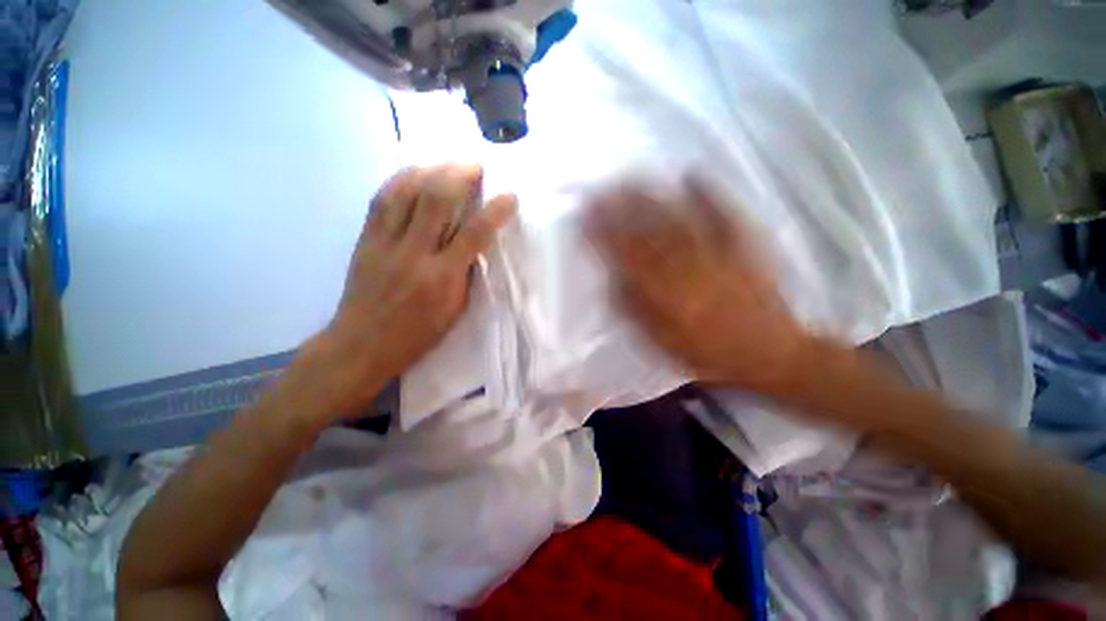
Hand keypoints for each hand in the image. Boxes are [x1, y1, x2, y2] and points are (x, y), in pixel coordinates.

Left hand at [301, 164, 516, 417]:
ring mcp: (385, 244)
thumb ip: (465, 275)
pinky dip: (399, 179)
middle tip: (475, 162)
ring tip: (446, 161)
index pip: (473, 236)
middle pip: (436, 202)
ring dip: (430, 170)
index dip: (494, 212)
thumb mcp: (454, 311)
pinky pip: (381, 200)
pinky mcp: (365, 240)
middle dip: (459, 175)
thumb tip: (474, 244)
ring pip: (406, 193)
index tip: (510, 196)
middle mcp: (414, 255)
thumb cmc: (417, 334)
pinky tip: (413, 171)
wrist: (361, 344)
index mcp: (441, 279)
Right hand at [585, 178, 813, 395]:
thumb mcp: (659, 341)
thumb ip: (633, 308)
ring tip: (629, 177)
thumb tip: (613, 276)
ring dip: (650, 194)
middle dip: (619, 205)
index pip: (625, 252)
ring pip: (676, 215)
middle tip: (599, 188)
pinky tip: (691, 171)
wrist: (767, 353)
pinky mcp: (743, 244)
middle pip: (647, 228)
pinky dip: (707, 190)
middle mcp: (686, 263)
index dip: (602, 231)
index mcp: (663, 290)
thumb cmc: (705, 352)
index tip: (585, 215)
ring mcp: (716, 249)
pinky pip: (722, 212)